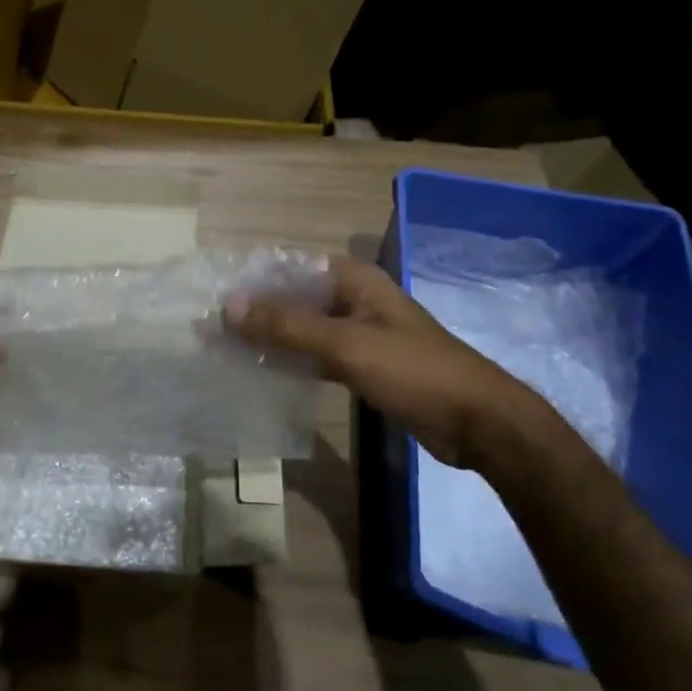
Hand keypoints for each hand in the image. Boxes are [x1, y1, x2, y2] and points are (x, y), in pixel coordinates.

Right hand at [224, 256, 561, 472]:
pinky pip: (318, 356)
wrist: (478, 423)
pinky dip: (293, 361)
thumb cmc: (413, 371)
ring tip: (229, 350)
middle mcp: (356, 300)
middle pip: (296, 298)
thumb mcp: (346, 344)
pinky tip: (264, 374)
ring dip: (272, 338)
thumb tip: (228, 306)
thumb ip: (287, 325)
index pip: (291, 267)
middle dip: (257, 312)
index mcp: (355, 280)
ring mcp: (361, 334)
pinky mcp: (365, 365)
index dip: (253, 280)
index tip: (215, 297)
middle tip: (213, 329)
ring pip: (305, 329)